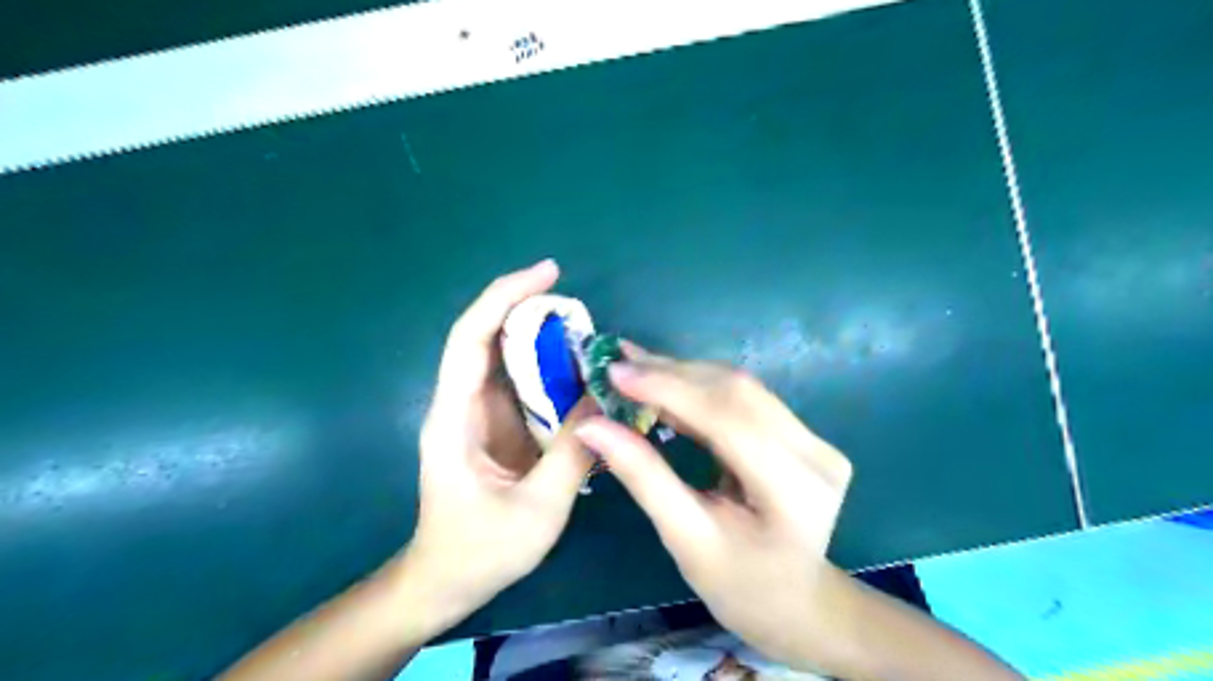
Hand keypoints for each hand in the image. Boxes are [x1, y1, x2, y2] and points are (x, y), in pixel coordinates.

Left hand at [402, 259, 594, 637]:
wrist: (446, 579)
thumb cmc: (481, 550)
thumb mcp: (537, 509)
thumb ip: (572, 453)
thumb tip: (604, 401)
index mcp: (455, 417)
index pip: (471, 338)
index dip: (505, 297)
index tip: (548, 273)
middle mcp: (461, 403)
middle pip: (487, 335)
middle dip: (529, 308)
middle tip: (579, 308)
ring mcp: (477, 413)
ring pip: (506, 356)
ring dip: (542, 338)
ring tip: (587, 336)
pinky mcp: (495, 425)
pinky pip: (521, 383)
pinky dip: (549, 369)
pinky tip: (579, 372)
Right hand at [575, 349, 851, 673]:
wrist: (796, 604)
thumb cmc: (739, 587)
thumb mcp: (685, 538)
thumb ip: (643, 476)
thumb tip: (592, 425)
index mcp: (793, 490)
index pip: (726, 418)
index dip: (668, 390)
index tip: (615, 372)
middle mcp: (815, 453)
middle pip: (736, 392)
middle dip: (671, 374)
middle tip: (619, 363)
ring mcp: (815, 439)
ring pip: (740, 387)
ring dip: (684, 374)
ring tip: (635, 366)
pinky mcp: (804, 434)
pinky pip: (746, 397)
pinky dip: (701, 387)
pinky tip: (667, 382)